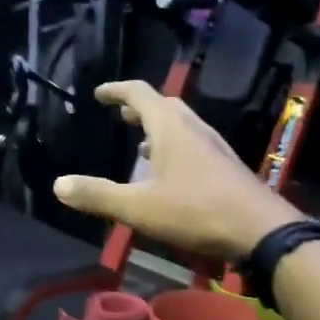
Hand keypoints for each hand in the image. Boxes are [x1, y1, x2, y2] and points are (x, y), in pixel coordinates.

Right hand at [52, 81, 301, 258]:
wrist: (260, 229)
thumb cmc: (195, 211)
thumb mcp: (138, 207)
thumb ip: (98, 195)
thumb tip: (58, 185)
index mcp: (170, 127)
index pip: (140, 93)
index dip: (117, 90)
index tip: (99, 93)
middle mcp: (193, 128)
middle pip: (164, 106)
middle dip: (140, 108)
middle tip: (121, 116)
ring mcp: (214, 146)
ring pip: (182, 126)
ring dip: (159, 129)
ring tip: (141, 146)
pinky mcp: (226, 165)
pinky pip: (194, 144)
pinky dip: (175, 147)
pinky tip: (170, 174)